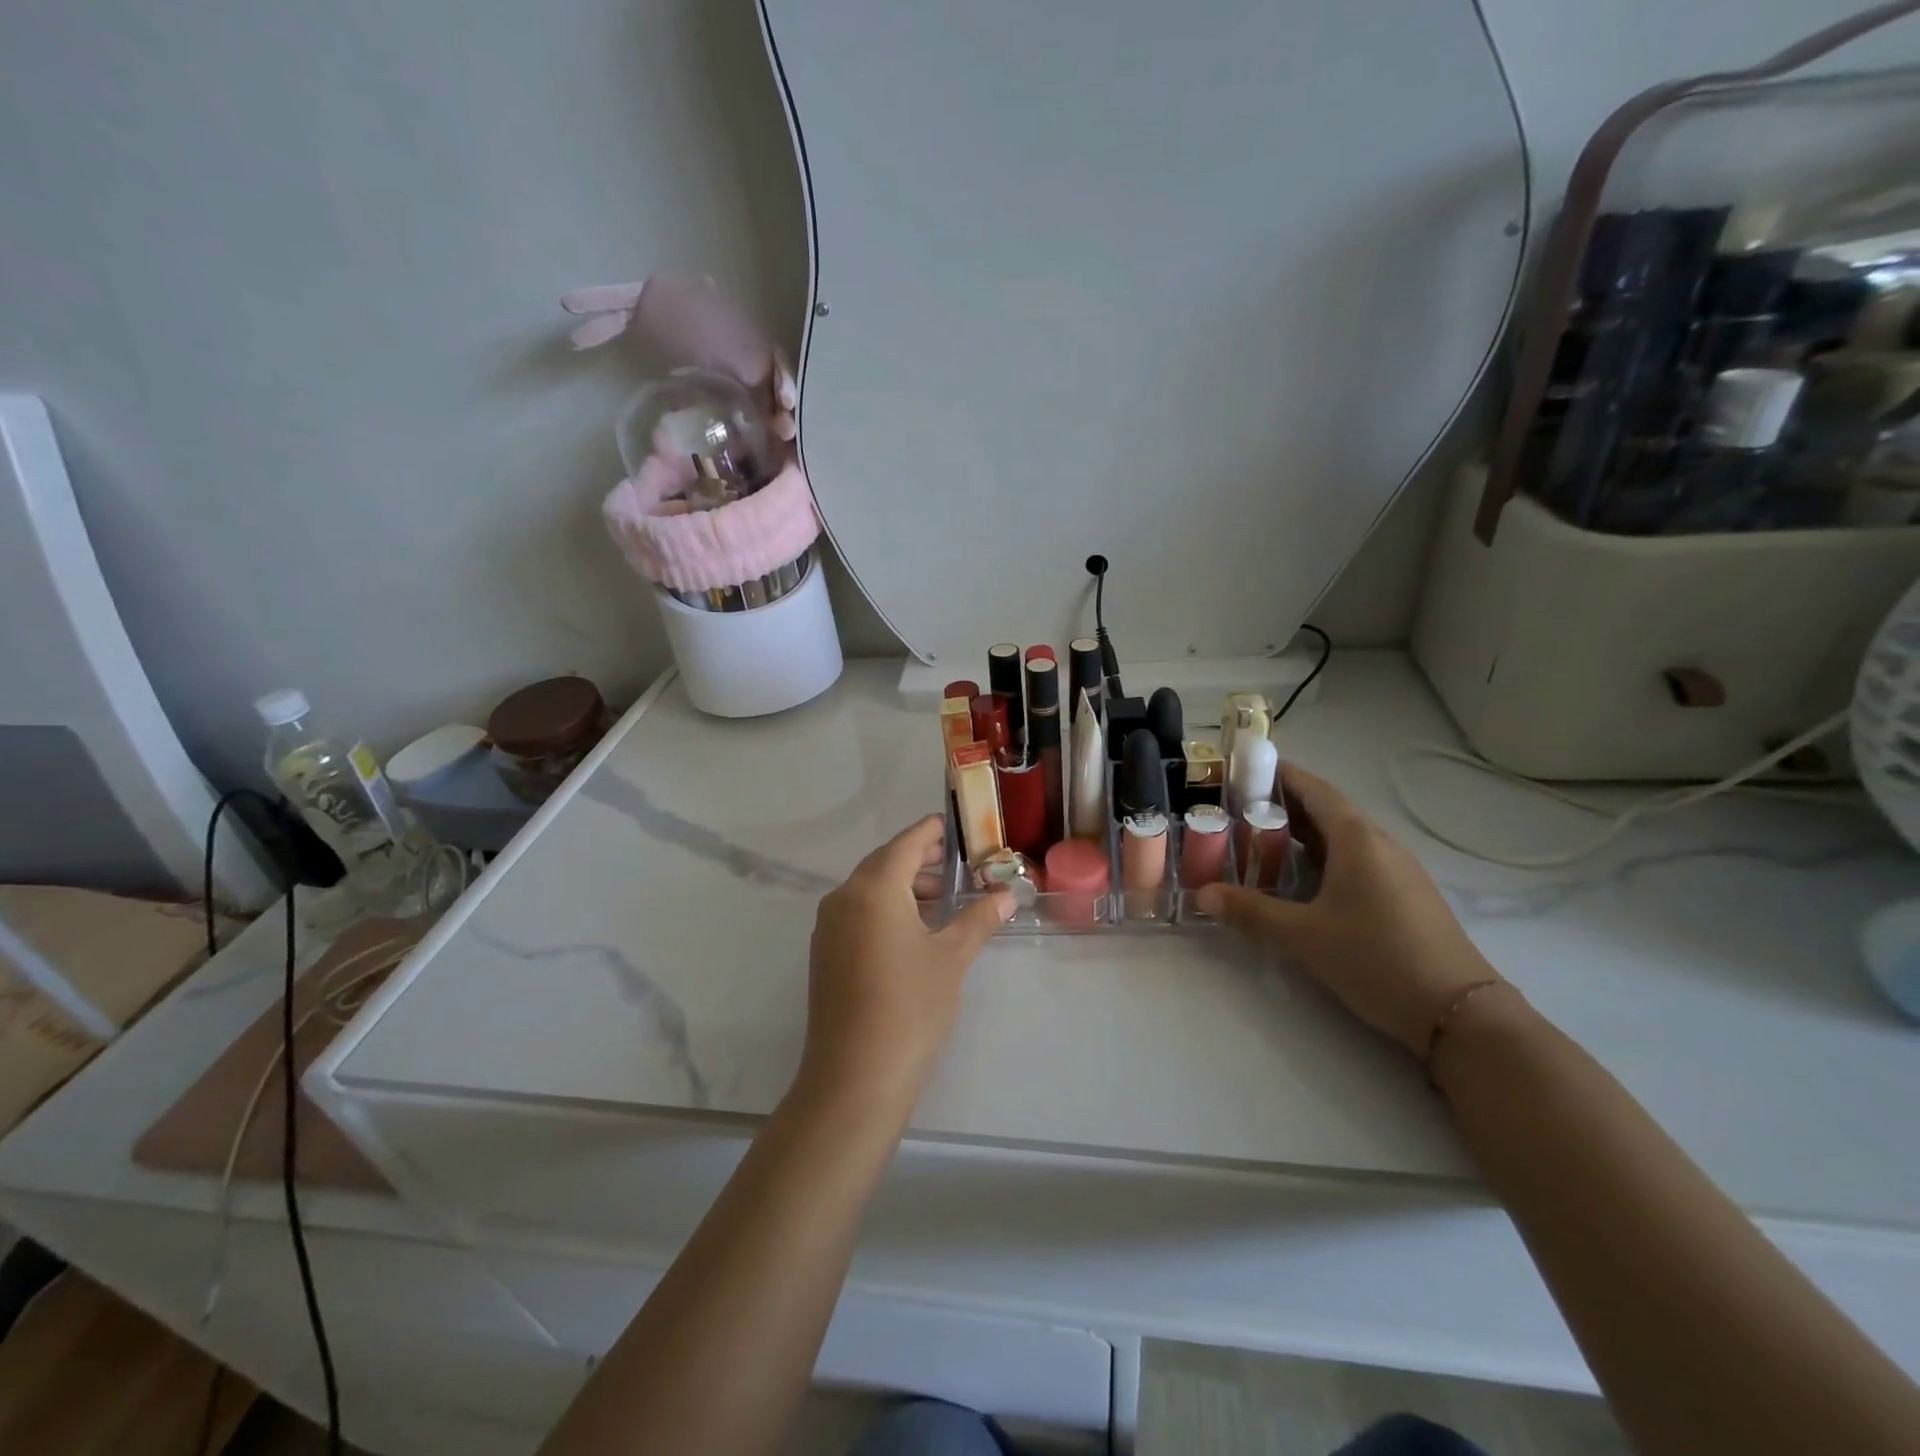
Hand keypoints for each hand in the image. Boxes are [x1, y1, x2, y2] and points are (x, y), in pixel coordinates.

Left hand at [797, 817, 1012, 1115]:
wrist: (855, 1076)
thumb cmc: (910, 1006)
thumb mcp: (951, 958)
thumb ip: (979, 919)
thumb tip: (1008, 895)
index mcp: (874, 888)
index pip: (907, 843)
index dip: (933, 831)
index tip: (958, 825)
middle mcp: (844, 897)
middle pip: (886, 862)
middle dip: (922, 859)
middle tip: (960, 862)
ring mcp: (829, 926)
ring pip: (870, 888)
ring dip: (906, 885)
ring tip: (945, 897)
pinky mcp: (826, 952)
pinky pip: (859, 912)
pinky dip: (887, 908)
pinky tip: (915, 928)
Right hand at [1195, 765, 1500, 1056]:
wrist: (1459, 1013)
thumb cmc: (1376, 958)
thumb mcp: (1304, 936)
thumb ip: (1251, 911)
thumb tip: (1201, 894)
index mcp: (1357, 839)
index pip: (1313, 789)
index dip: (1279, 775)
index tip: (1242, 770)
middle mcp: (1379, 844)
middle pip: (1326, 811)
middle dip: (1281, 806)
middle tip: (1235, 810)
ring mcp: (1396, 870)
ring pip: (1341, 838)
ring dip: (1301, 835)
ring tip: (1257, 842)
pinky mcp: (1403, 896)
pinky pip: (1355, 861)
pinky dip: (1321, 858)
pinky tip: (1300, 881)